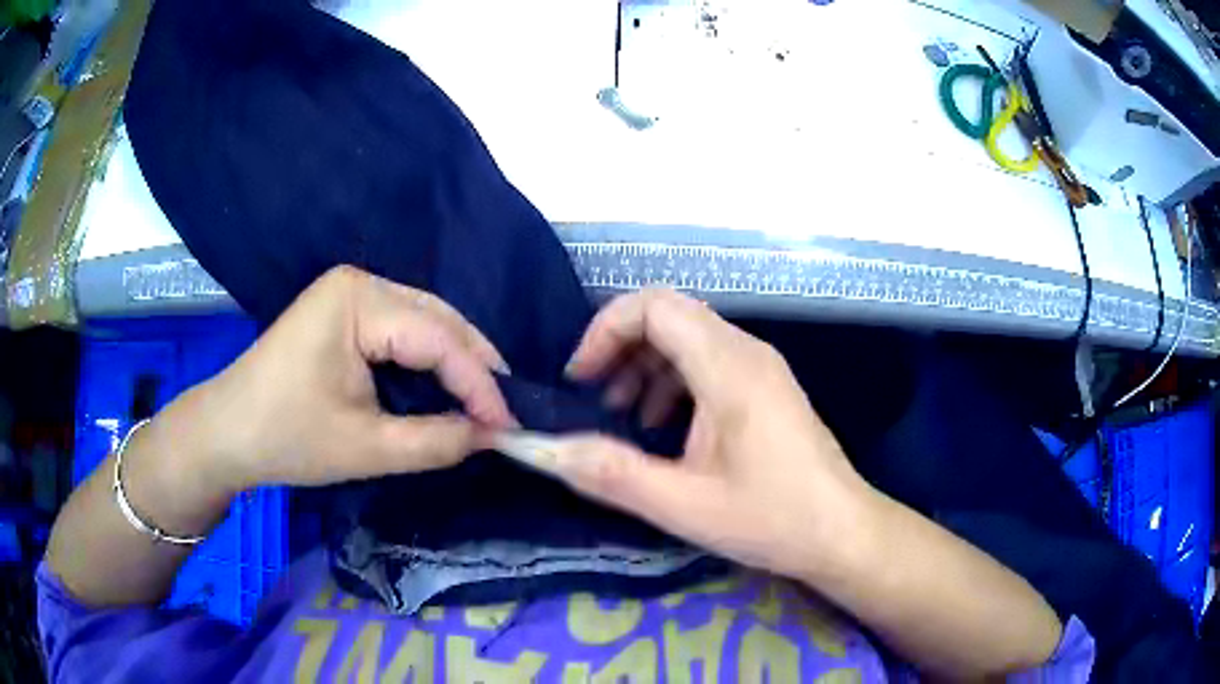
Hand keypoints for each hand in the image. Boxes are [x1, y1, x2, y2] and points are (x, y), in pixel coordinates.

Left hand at [156, 266, 516, 495]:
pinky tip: (446, 386)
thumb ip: (437, 441)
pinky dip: (429, 360)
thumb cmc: (287, 436)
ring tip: (485, 401)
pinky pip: (403, 330)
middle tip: (505, 411)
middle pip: (437, 319)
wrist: (227, 433)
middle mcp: (360, 282)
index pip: (438, 337)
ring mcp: (350, 293)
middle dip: (475, 367)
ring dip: (456, 362)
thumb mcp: (366, 447)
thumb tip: (493, 435)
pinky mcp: (343, 312)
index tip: (510, 426)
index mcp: (358, 300)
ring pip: (424, 322)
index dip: (480, 384)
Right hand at [551, 288, 873, 578]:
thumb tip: (540, 450)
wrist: (842, 533)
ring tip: (622, 416)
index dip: (605, 329)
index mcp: (729, 366)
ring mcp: (760, 368)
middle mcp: (746, 352)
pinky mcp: (764, 389)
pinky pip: (707, 364)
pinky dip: (672, 384)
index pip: (655, 305)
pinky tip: (662, 428)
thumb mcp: (682, 505)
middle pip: (669, 315)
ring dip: (644, 367)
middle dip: (620, 348)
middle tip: (592, 398)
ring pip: (687, 339)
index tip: (580, 379)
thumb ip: (609, 473)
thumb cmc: (771, 518)